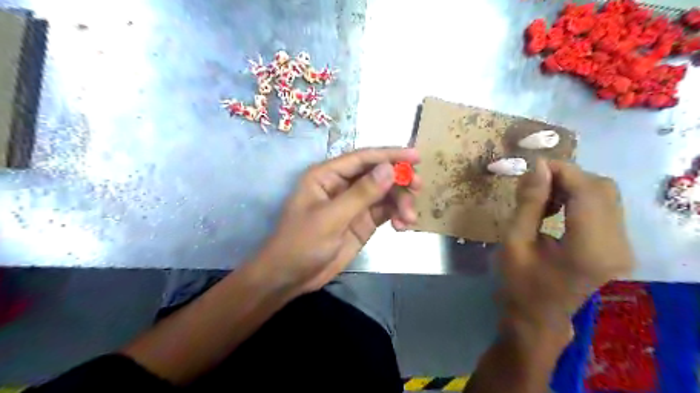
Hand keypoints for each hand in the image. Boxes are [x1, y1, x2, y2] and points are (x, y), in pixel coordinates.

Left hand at [257, 148, 420, 293]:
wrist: (291, 277)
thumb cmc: (301, 243)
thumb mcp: (331, 218)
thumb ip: (361, 194)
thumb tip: (390, 169)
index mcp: (328, 175)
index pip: (363, 158)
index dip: (390, 155)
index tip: (416, 156)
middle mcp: (343, 185)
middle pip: (378, 174)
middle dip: (399, 180)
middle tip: (418, 187)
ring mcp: (354, 204)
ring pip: (385, 193)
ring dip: (401, 202)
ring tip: (408, 219)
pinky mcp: (362, 222)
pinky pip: (385, 212)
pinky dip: (397, 216)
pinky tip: (402, 226)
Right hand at [498, 159, 634, 340]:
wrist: (538, 317)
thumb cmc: (519, 283)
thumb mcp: (514, 242)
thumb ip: (528, 204)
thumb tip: (538, 166)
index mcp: (588, 249)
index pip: (587, 191)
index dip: (561, 171)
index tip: (532, 167)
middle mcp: (617, 246)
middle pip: (602, 189)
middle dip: (566, 176)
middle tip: (534, 184)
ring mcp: (622, 247)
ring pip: (606, 195)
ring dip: (573, 186)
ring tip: (543, 198)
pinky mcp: (618, 246)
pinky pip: (605, 207)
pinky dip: (580, 198)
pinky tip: (557, 208)